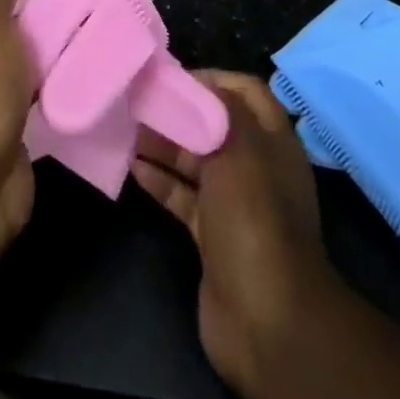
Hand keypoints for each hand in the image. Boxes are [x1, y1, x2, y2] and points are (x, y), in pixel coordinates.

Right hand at [133, 72, 336, 398]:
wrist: (268, 321)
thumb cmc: (254, 218)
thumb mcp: (240, 147)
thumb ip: (218, 107)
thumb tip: (195, 83)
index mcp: (272, 141)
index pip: (244, 91)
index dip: (211, 78)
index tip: (172, 77)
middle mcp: (255, 167)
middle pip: (213, 126)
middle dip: (178, 112)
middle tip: (138, 101)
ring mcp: (234, 204)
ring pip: (194, 162)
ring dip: (163, 145)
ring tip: (127, 129)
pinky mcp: (212, 236)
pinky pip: (182, 197)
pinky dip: (159, 181)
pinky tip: (132, 167)